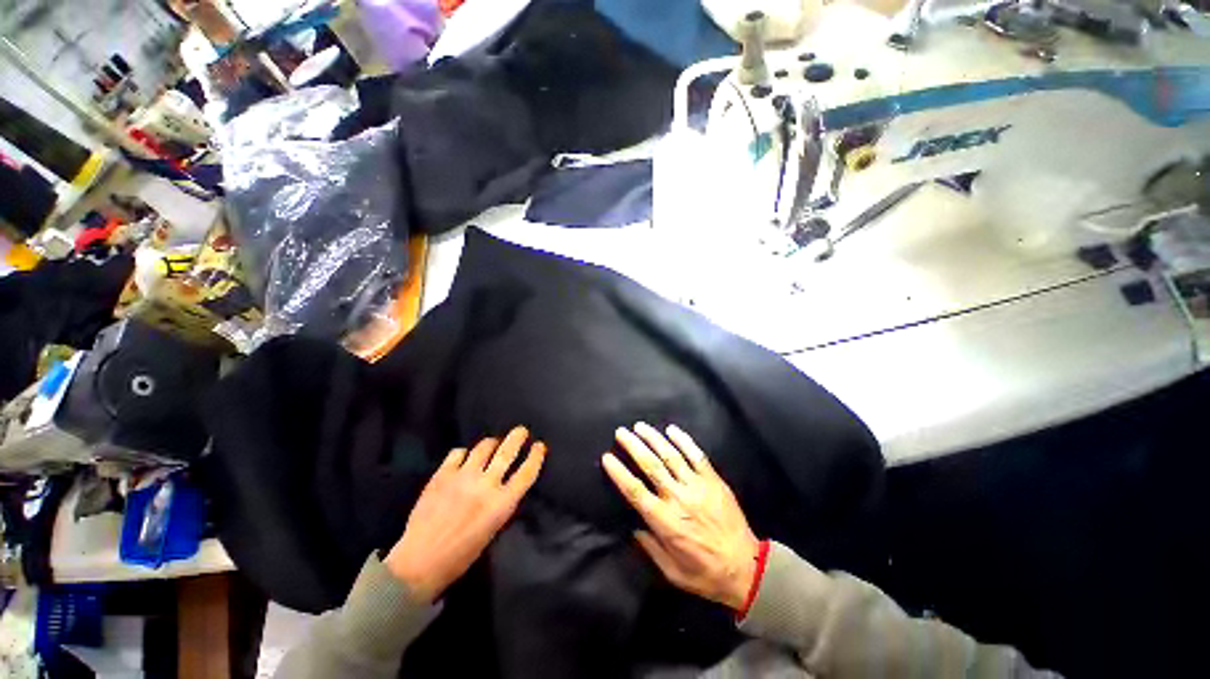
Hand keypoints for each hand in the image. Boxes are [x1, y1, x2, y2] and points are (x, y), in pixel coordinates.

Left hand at [385, 427, 545, 602]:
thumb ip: (502, 502)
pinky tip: (464, 458)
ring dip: (492, 443)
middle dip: (518, 437)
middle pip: (508, 451)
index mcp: (502, 503)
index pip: (527, 472)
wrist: (420, 562)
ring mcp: (463, 477)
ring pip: (484, 447)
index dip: (536, 456)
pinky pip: (458, 453)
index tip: (539, 446)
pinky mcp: (442, 475)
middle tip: (521, 431)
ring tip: (492, 444)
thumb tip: (507, 482)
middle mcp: (486, 485)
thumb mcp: (493, 528)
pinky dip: (464, 453)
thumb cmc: (462, 554)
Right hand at [602, 423, 759, 610]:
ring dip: (653, 438)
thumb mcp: (672, 572)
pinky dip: (684, 440)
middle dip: (633, 446)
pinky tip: (672, 429)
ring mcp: (697, 486)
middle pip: (651, 466)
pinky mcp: (713, 480)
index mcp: (665, 521)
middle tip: (621, 432)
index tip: (607, 457)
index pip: (635, 491)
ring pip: (671, 456)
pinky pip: (696, 455)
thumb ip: (650, 548)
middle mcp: (678, 498)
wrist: (746, 568)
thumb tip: (633, 526)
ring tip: (640, 426)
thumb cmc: (705, 573)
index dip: (619, 473)